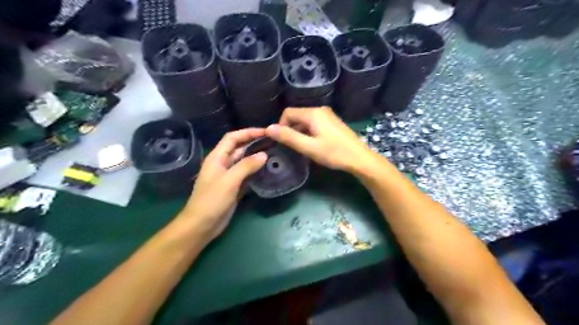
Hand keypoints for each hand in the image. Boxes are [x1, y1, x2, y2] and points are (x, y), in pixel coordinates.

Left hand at [179, 129, 266, 241]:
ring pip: (244, 162)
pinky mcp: (234, 187)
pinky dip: (256, 171)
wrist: (202, 225)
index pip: (232, 138)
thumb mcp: (229, 180)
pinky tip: (267, 171)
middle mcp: (223, 164)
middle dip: (254, 143)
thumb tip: (264, 154)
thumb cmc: (212, 200)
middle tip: (273, 142)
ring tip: (274, 154)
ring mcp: (229, 176)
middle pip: (239, 148)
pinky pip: (246, 175)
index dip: (248, 132)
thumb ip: (246, 166)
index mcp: (217, 158)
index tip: (265, 132)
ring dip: (256, 157)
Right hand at [265, 105, 372, 171]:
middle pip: (296, 115)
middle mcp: (320, 110)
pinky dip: (308, 132)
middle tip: (293, 147)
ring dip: (300, 132)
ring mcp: (328, 115)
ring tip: (303, 147)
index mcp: (313, 113)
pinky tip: (314, 144)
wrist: (359, 158)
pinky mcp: (332, 122)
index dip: (281, 126)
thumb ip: (288, 137)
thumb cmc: (334, 153)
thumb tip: (268, 128)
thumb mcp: (308, 147)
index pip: (288, 112)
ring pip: (305, 120)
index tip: (283, 142)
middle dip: (290, 129)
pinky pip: (314, 123)